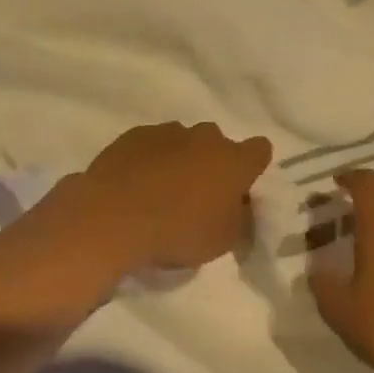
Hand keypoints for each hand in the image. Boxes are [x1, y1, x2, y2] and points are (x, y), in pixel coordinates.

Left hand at [67, 121, 273, 275]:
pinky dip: (149, 160)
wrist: (113, 218)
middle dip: (213, 163)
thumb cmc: (178, 232)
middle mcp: (205, 137)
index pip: (260, 150)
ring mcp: (167, 132)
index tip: (241, 188)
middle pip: (218, 144)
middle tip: (200, 195)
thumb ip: (241, 219)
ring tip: (162, 191)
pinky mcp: (134, 135)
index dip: (253, 167)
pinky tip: (136, 185)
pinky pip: (151, 144)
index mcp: (234, 160)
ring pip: (183, 141)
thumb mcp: (223, 240)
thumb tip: (242, 207)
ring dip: (180, 159)